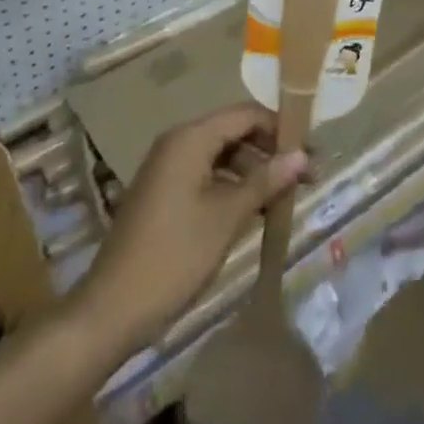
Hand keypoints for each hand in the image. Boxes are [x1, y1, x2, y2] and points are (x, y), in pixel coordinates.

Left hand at [74, 104, 308, 353]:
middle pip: (233, 131)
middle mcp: (177, 142)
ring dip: (252, 171)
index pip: (245, 114)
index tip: (311, 151)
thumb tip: (303, 155)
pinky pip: (205, 174)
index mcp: (190, 137)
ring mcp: (167, 167)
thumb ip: (265, 181)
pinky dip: (231, 185)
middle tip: (304, 177)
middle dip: (269, 150)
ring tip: (284, 196)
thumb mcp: (226, 217)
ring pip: (220, 154)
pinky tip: (252, 210)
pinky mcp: (163, 192)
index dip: (280, 128)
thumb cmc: (174, 256)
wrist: (112, 309)